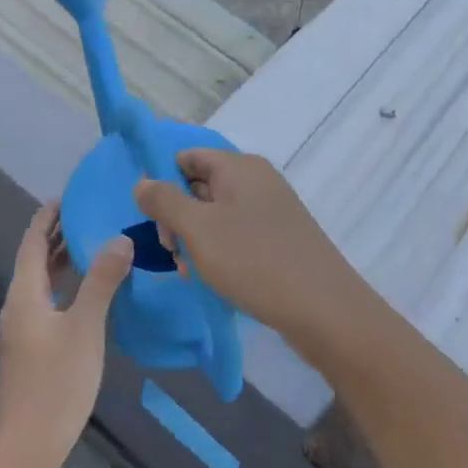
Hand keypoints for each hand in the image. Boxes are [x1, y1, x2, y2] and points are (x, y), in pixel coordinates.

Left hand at [0, 203, 132, 467]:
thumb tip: (120, 238)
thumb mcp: (85, 327)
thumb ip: (102, 281)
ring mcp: (23, 329)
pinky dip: (65, 286)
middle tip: (90, 215)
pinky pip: (47, 302)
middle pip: (35, 260)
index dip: (47, 217)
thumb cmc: (56, 382)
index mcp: (24, 293)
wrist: (28, 446)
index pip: (32, 242)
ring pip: (41, 283)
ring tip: (93, 244)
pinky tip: (89, 292)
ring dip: (62, 261)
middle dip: (58, 235)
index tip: (69, 196)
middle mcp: (19, 305)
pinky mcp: (31, 349)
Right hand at [133, 150, 369, 361]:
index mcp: (239, 167)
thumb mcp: (198, 229)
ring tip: (192, 272)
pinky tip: (214, 279)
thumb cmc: (254, 261)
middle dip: (178, 217)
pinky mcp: (280, 238)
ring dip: (196, 240)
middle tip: (173, 252)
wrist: (324, 310)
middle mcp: (256, 180)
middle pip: (199, 185)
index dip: (163, 182)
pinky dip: (219, 252)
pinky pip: (237, 234)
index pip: (186, 157)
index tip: (154, 218)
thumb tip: (142, 181)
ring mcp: (271, 210)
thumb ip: (164, 201)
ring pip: (215, 214)